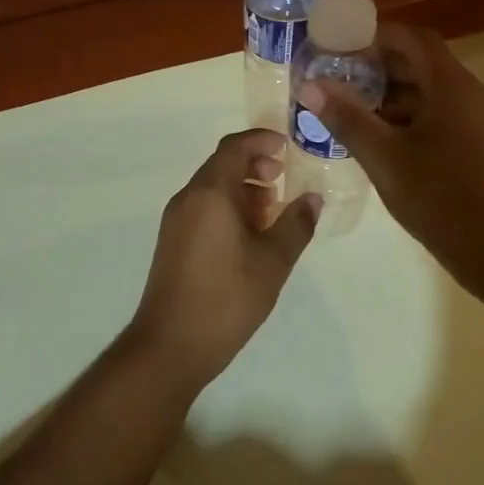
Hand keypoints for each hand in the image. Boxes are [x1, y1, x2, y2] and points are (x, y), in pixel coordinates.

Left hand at [127, 130, 319, 389]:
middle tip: (283, 180)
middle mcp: (188, 198)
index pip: (234, 147)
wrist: (171, 344)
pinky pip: (202, 207)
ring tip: (272, 211)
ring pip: (211, 187)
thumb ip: (296, 224)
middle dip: (254, 165)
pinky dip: (227, 207)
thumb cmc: (227, 297)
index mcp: (210, 193)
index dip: (261, 141)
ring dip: (242, 188)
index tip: (288, 148)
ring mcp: (175, 220)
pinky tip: (249, 235)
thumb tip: (312, 198)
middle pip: (221, 164)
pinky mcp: (172, 241)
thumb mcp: (273, 261)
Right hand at [297, 23, 483, 302]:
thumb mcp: (385, 159)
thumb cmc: (444, 200)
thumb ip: (347, 118)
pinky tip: (389, 147)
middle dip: (380, 70)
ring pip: (436, 95)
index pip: (413, 39)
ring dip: (396, 98)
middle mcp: (475, 95)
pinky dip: (416, 120)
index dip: (375, 36)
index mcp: (452, 87)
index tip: (340, 48)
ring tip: (356, 117)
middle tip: (340, 83)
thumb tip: (310, 85)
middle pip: (425, 65)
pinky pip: (448, 118)